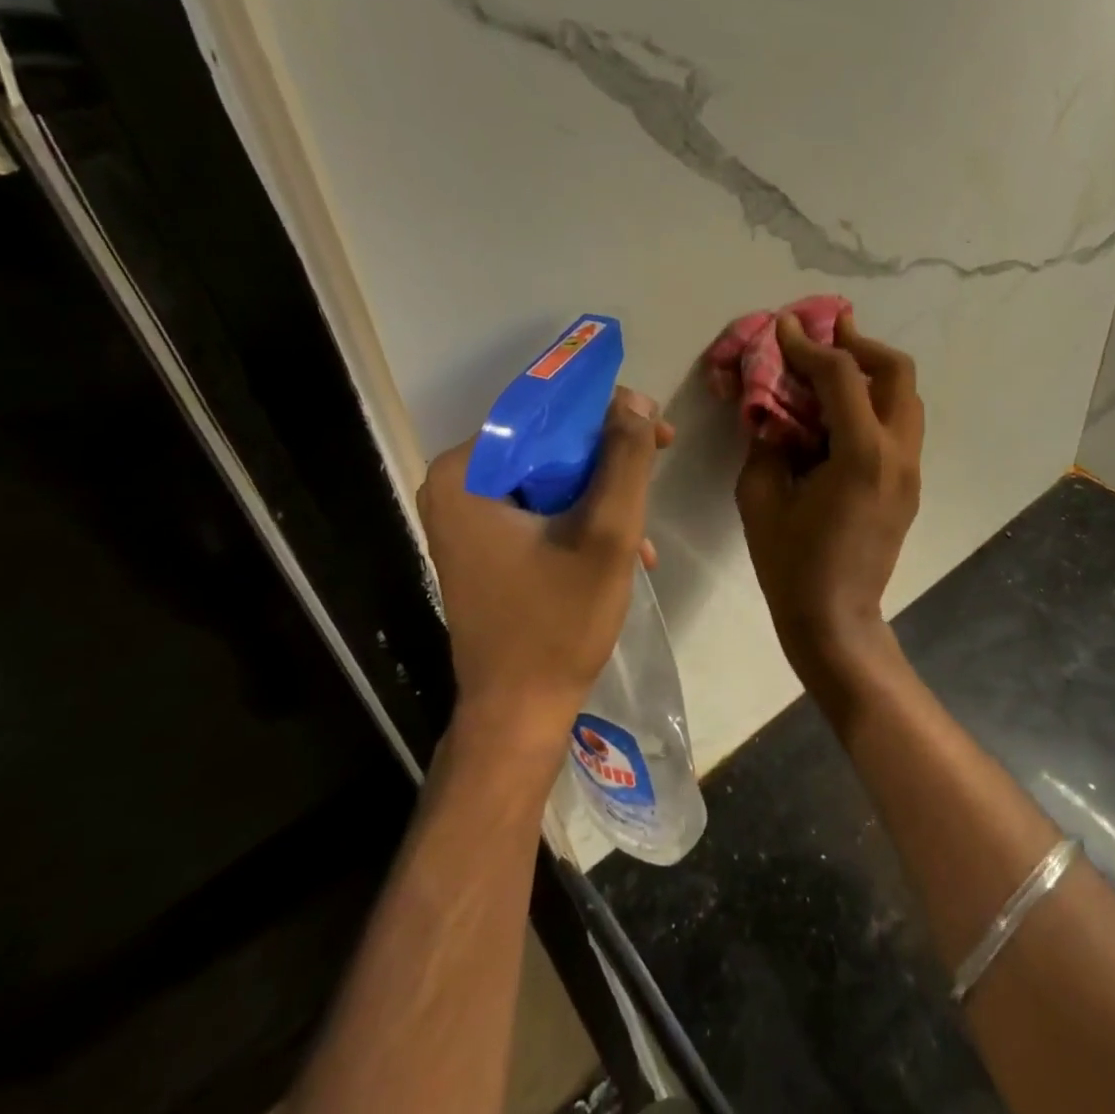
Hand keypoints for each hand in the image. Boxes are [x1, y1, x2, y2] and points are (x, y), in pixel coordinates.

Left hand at [417, 387, 672, 743]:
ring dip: (603, 496)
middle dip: (609, 461)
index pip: (543, 413)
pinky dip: (583, 521)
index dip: (606, 416)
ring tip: (645, 532)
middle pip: (548, 446)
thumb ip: (624, 459)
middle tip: (658, 467)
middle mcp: (455, 487)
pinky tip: (626, 551)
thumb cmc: (558, 622)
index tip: (656, 430)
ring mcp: (467, 519)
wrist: (519, 713)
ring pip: (550, 478)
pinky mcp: (484, 545)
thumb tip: (632, 400)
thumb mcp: (607, 533)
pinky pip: (541, 508)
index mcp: (466, 473)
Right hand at [735, 311, 922, 687]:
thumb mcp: (761, 497)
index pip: (841, 376)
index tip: (784, 327)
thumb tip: (771, 409)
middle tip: (826, 334)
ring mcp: (911, 470)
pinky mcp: (909, 485)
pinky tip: (840, 412)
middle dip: (860, 344)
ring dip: (872, 372)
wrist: (836, 620)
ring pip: (906, 397)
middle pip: (897, 372)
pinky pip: (900, 425)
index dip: (809, 345)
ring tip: (834, 366)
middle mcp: (898, 454)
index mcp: (861, 455)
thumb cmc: (791, 564)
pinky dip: (875, 403)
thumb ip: (765, 441)